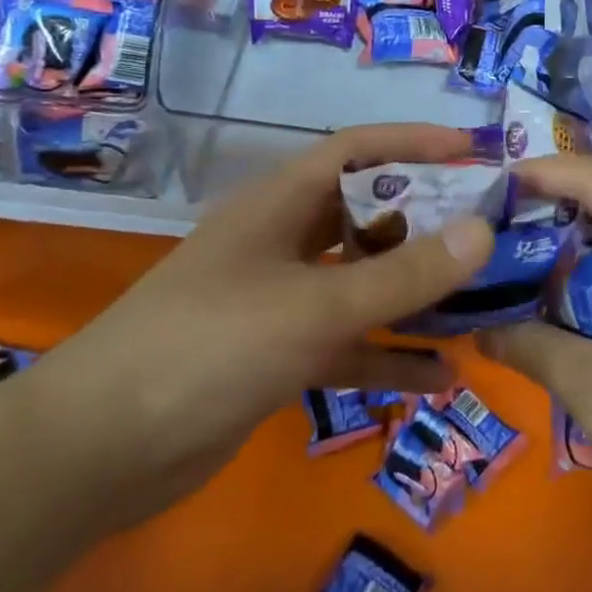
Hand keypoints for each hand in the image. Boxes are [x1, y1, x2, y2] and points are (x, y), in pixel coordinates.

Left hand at [14, 124, 494, 529]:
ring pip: (362, 284)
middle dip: (426, 221)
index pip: (356, 150)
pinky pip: (348, 344)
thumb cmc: (210, 347)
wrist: (102, 450)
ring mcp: (280, 300)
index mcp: (281, 204)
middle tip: (489, 232)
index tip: (474, 152)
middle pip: (366, 216)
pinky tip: (440, 376)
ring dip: (413, 294)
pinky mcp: (278, 355)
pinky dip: (388, 355)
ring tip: (479, 302)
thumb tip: (483, 230)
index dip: (414, 142)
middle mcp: (282, 242)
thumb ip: (403, 274)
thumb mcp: (316, 306)